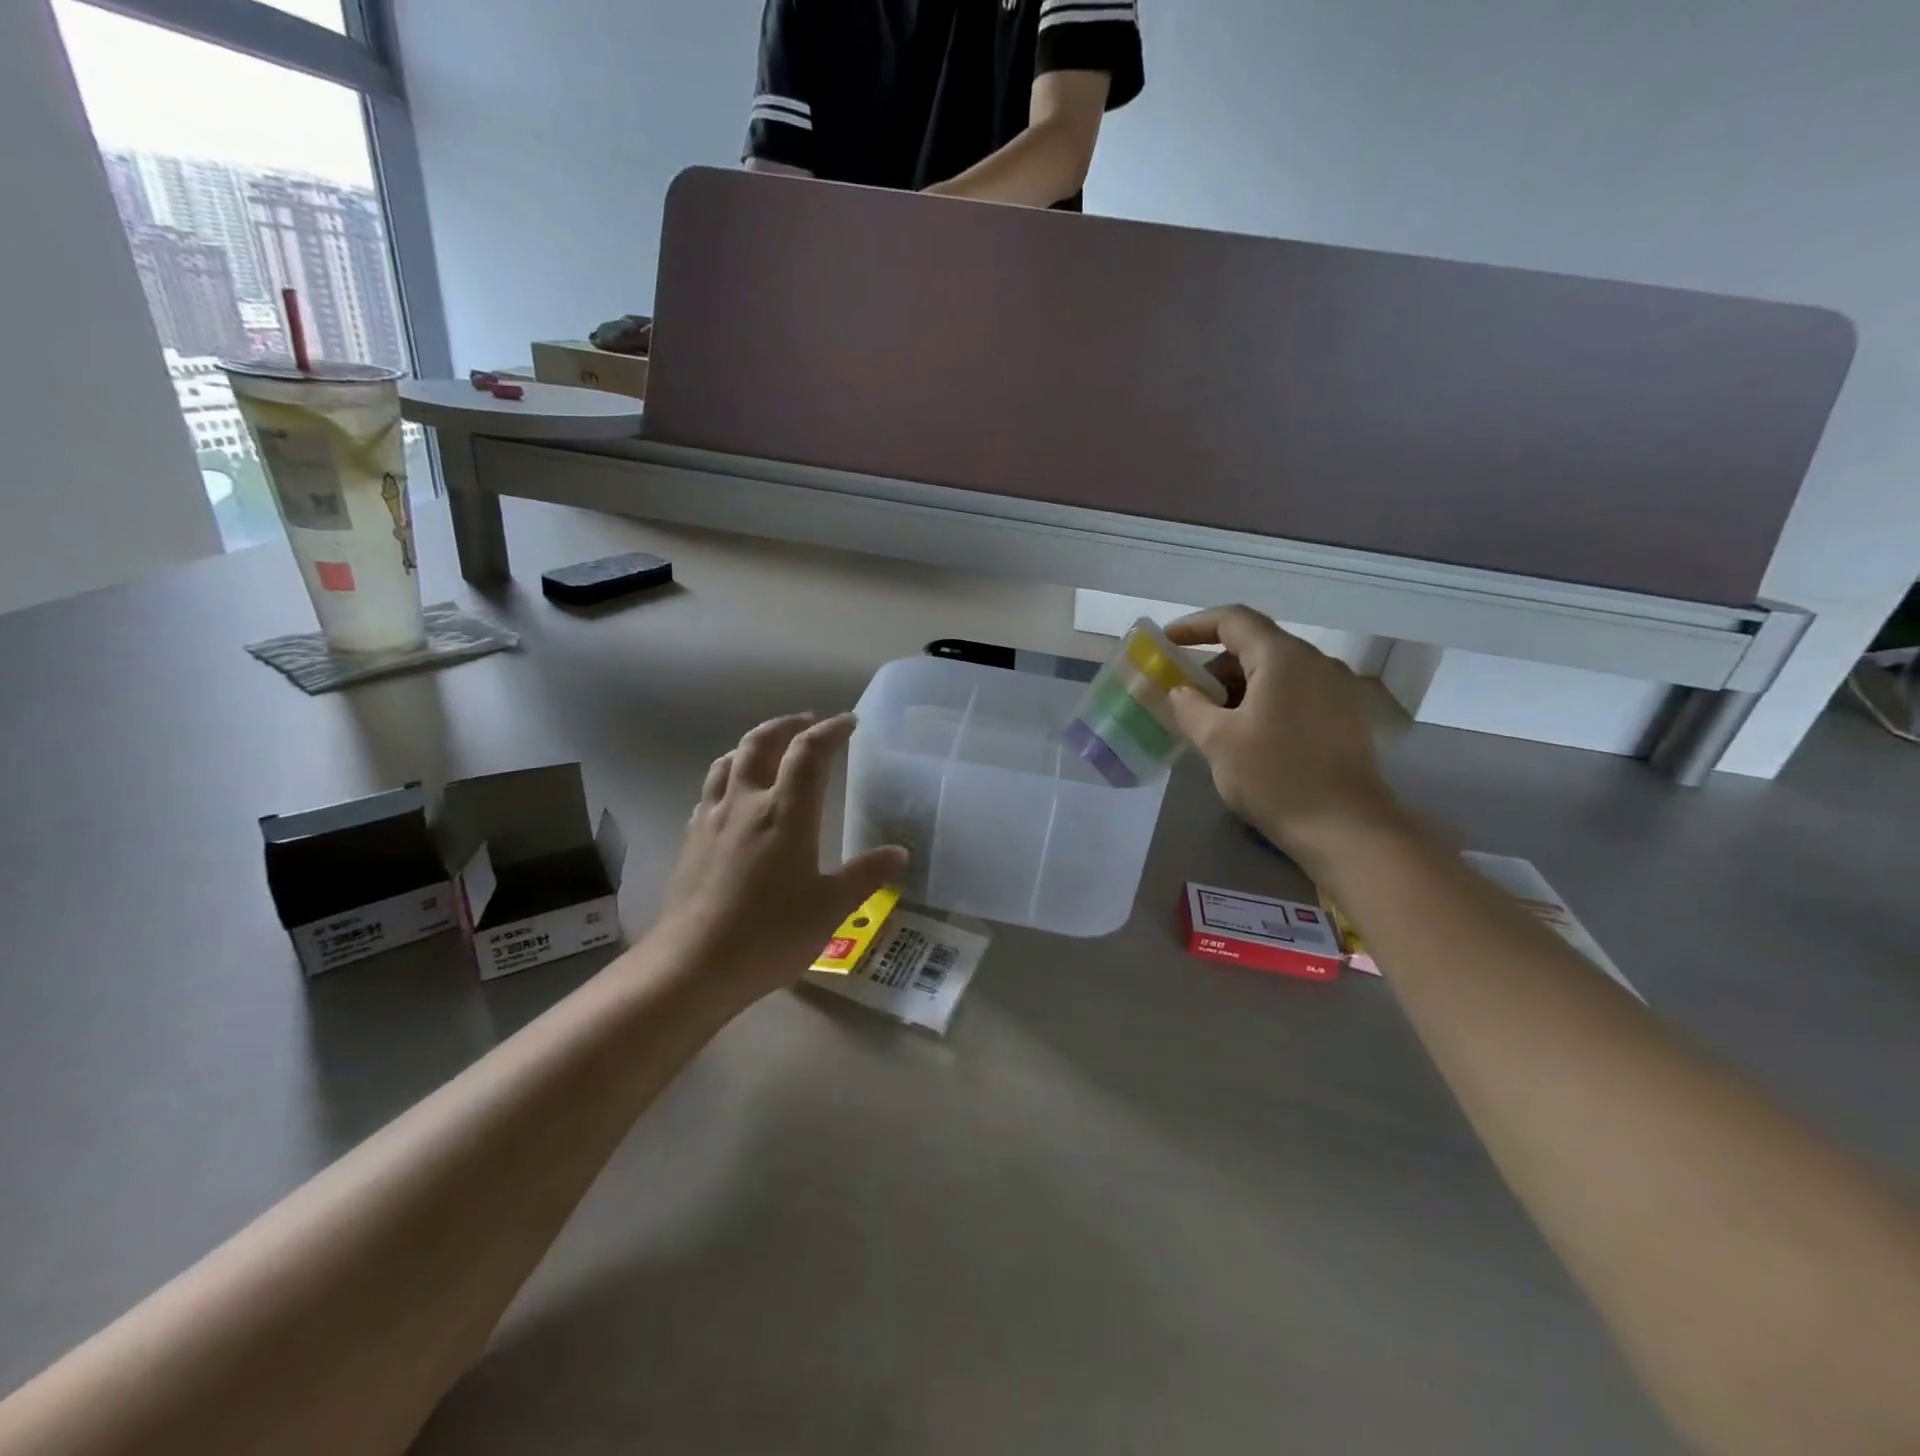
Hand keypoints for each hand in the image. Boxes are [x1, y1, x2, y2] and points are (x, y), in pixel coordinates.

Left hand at [647, 714, 906, 1007]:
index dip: (830, 731)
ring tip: (770, 750)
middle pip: (761, 742)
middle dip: (787, 725)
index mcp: (785, 812)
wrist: (692, 966)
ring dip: (753, 745)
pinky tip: (734, 798)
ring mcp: (712, 820)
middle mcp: (746, 803)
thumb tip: (898, 853)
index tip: (848, 722)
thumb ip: (865, 875)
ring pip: (729, 762)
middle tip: (808, 722)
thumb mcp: (830, 908)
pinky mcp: (691, 841)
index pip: (809, 753)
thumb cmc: (770, 934)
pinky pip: (710, 792)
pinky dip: (729, 778)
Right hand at [1165, 606, 1405, 870]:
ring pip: (1276, 672)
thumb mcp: (1217, 741)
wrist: (1346, 829)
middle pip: (1255, 646)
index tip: (1166, 641)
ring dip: (1238, 687)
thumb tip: (1182, 692)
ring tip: (1211, 720)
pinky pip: (1295, 692)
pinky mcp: (1345, 716)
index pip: (1233, 620)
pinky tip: (1247, 735)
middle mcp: (1315, 662)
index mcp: (1283, 658)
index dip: (1194, 625)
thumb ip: (1190, 707)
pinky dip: (1263, 701)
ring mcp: (1336, 689)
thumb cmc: (1276, 778)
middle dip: (1214, 666)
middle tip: (1184, 694)